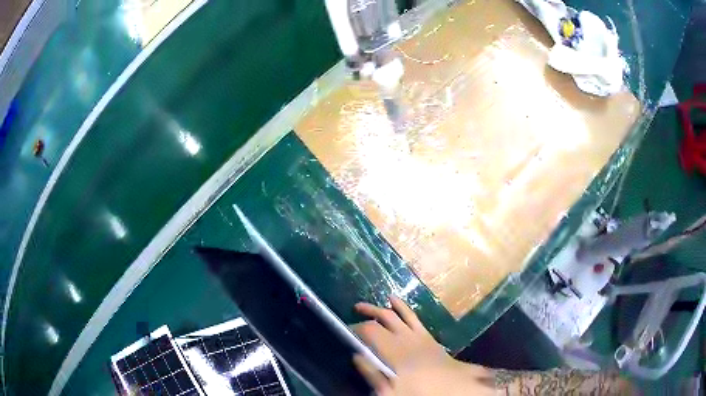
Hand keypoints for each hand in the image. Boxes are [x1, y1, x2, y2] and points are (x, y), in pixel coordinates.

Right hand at [352, 296, 494, 395]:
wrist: (451, 387)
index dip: (356, 328)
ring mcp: (416, 333)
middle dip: (366, 314)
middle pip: (382, 319)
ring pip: (395, 314)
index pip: (370, 330)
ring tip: (364, 305)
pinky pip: (411, 315)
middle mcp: (404, 337)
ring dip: (379, 308)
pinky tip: (394, 300)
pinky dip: (402, 306)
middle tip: (352, 313)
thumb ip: (372, 372)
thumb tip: (357, 356)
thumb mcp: (390, 390)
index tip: (347, 331)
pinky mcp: (426, 334)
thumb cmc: (419, 391)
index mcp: (393, 350)